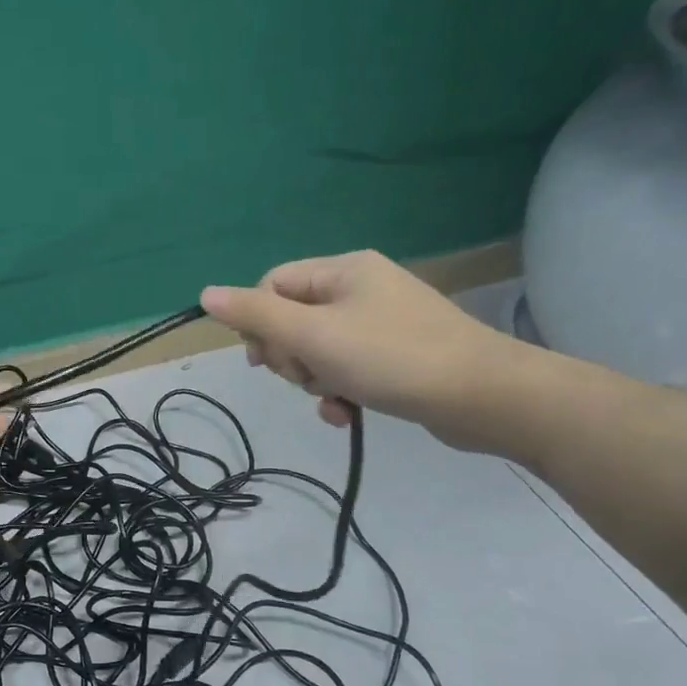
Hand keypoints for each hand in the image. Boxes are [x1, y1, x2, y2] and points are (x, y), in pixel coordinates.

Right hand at [200, 251, 532, 451]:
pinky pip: (345, 369)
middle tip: (307, 376)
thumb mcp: (312, 335)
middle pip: (293, 320)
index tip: (266, 358)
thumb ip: (256, 315)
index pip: (273, 286)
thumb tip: (206, 293)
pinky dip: (339, 392)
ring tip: (334, 398)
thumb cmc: (390, 357)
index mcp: (342, 271)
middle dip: (291, 357)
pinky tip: (347, 414)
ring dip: (314, 380)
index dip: (260, 323)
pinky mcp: (395, 357)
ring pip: (316, 351)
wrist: (481, 396)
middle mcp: (360, 289)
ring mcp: (380, 324)